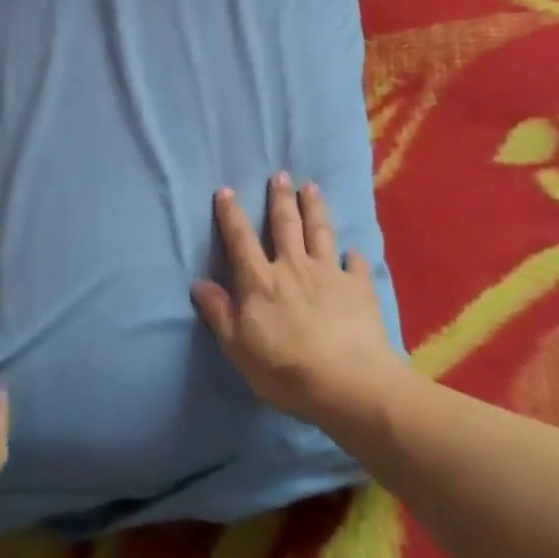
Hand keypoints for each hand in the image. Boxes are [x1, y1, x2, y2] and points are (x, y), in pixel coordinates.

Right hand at [191, 174, 405, 434]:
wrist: (348, 383)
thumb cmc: (285, 370)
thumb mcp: (238, 348)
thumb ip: (219, 313)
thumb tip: (199, 283)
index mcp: (261, 281)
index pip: (241, 240)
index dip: (232, 215)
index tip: (227, 191)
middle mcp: (294, 267)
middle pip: (285, 225)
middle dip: (280, 198)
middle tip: (281, 175)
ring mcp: (330, 275)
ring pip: (320, 233)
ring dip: (315, 208)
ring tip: (312, 188)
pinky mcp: (359, 288)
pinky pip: (356, 265)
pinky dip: (353, 257)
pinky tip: (353, 251)